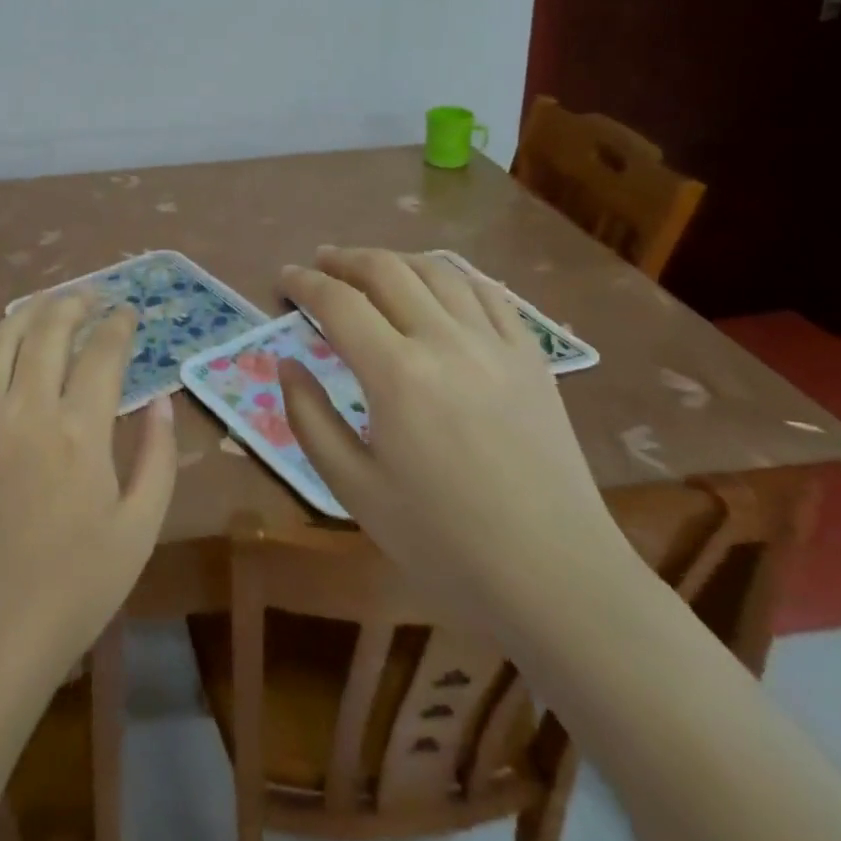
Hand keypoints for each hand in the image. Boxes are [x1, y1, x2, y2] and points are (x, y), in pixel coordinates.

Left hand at [0, 293, 176, 687]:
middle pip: (47, 332)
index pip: (103, 353)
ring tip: (41, 305)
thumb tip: (162, 400)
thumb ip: (157, 457)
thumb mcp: (139, 529)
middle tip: (88, 297)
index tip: (129, 313)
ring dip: (21, 315)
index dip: (118, 326)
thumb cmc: (73, 589)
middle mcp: (27, 410)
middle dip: (72, 305)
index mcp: (80, 430)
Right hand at [279, 247, 626, 617]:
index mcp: (397, 375)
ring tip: (372, 268)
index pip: (338, 302)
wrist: (557, 581)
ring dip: (395, 260)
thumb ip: (309, 418)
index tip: (283, 278)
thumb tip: (286, 362)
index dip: (304, 283)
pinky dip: (453, 276)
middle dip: (344, 259)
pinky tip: (439, 285)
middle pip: (386, 271)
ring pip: (438, 272)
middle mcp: (445, 342)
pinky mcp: (532, 358)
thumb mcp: (355, 490)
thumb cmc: (444, 544)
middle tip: (320, 264)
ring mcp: (496, 344)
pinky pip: (489, 293)